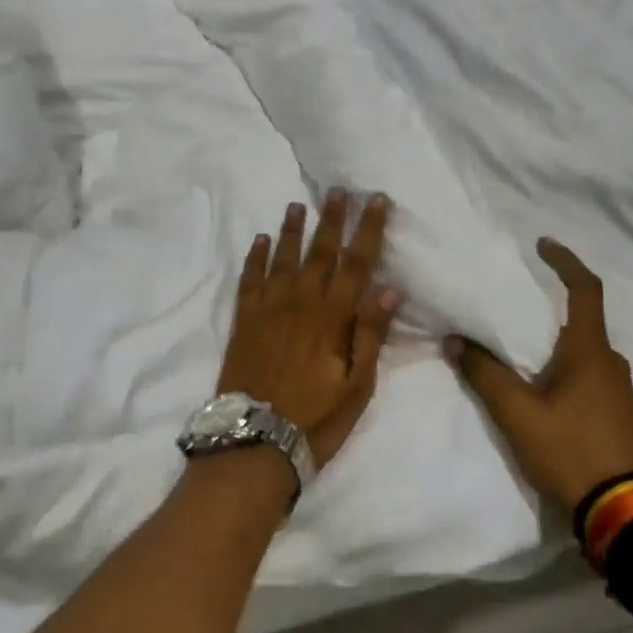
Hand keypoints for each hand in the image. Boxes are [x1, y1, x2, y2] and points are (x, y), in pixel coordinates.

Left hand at [218, 191, 401, 468]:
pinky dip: (255, 258)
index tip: (376, 200)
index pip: (356, 264)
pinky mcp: (244, 321)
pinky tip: (259, 240)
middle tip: (338, 190)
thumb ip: (370, 335)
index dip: (368, 230)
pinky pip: (249, 280)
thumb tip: (388, 289)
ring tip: (298, 204)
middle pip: (320, 252)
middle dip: (332, 219)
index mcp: (332, 318)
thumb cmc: (316, 418)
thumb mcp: (357, 386)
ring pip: (282, 258)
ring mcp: (268, 310)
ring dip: (291, 230)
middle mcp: (301, 303)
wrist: (254, 442)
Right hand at [445, 238, 632, 511]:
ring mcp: (617, 388)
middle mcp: (609, 361)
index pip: (585, 289)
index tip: (542, 244)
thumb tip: (456, 340)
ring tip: (512, 348)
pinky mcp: (615, 411)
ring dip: (549, 341)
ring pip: (579, 349)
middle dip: (545, 308)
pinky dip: (559, 365)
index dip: (565, 261)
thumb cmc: (571, 451)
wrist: (622, 511)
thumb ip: (485, 374)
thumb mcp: (518, 414)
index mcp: (590, 351)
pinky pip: (585, 372)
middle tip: (507, 307)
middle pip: (578, 319)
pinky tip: (535, 385)